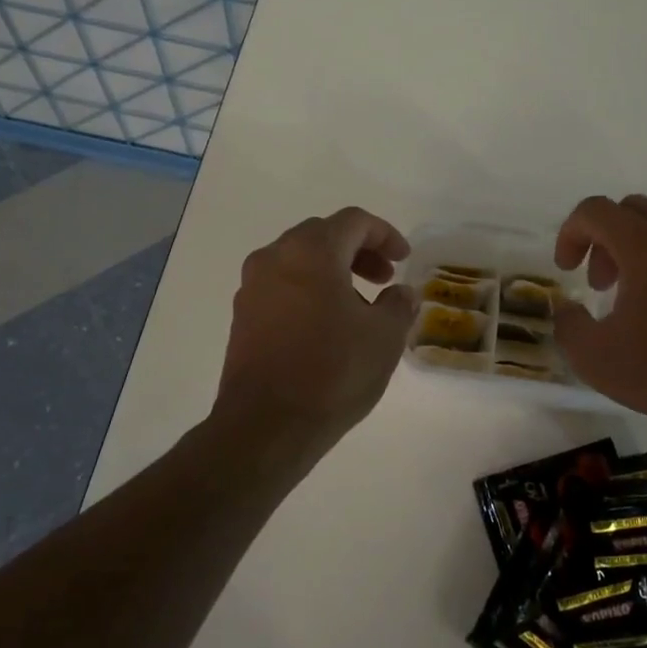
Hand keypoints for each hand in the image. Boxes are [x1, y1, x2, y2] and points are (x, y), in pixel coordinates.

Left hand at [212, 207, 416, 467]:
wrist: (266, 425)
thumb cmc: (332, 372)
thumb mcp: (383, 337)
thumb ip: (398, 304)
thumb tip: (401, 293)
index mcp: (311, 251)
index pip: (353, 221)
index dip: (385, 234)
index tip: (404, 260)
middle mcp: (275, 257)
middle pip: (323, 235)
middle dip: (358, 251)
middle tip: (383, 279)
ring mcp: (252, 286)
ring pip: (299, 260)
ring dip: (333, 271)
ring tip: (359, 307)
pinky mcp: (242, 316)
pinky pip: (281, 286)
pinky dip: (308, 290)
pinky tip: (327, 325)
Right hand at [553, 194, 646, 430]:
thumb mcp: (592, 356)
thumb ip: (568, 322)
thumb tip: (570, 309)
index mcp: (646, 245)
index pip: (595, 210)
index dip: (571, 233)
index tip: (567, 269)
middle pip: (634, 210)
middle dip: (608, 239)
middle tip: (602, 283)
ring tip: (645, 298)